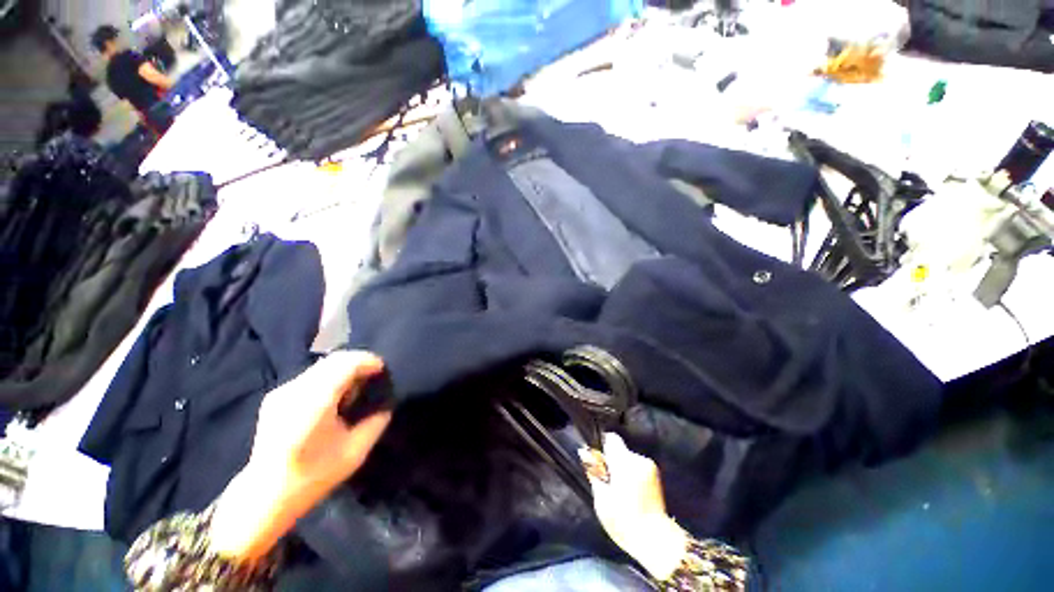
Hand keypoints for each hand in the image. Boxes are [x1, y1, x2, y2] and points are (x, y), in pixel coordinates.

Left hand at [247, 350, 389, 496]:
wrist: (266, 493)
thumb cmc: (314, 475)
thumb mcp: (356, 452)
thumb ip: (376, 423)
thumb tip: (386, 405)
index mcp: (315, 402)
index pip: (345, 364)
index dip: (368, 361)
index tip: (382, 369)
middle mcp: (296, 390)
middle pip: (333, 360)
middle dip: (358, 361)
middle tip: (374, 375)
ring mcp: (283, 391)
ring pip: (322, 365)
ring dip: (344, 369)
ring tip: (356, 386)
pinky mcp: (276, 396)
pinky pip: (311, 375)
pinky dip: (329, 377)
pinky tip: (335, 397)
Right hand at [580, 433, 686, 579]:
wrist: (656, 540)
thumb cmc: (624, 521)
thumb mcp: (602, 499)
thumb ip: (593, 473)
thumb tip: (584, 452)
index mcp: (625, 463)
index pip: (611, 439)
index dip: (602, 446)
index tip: (597, 459)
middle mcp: (639, 460)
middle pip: (619, 450)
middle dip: (611, 461)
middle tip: (606, 481)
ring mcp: (650, 467)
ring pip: (628, 459)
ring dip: (622, 469)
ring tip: (619, 490)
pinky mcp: (656, 476)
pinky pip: (637, 467)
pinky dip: (632, 475)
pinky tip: (630, 493)